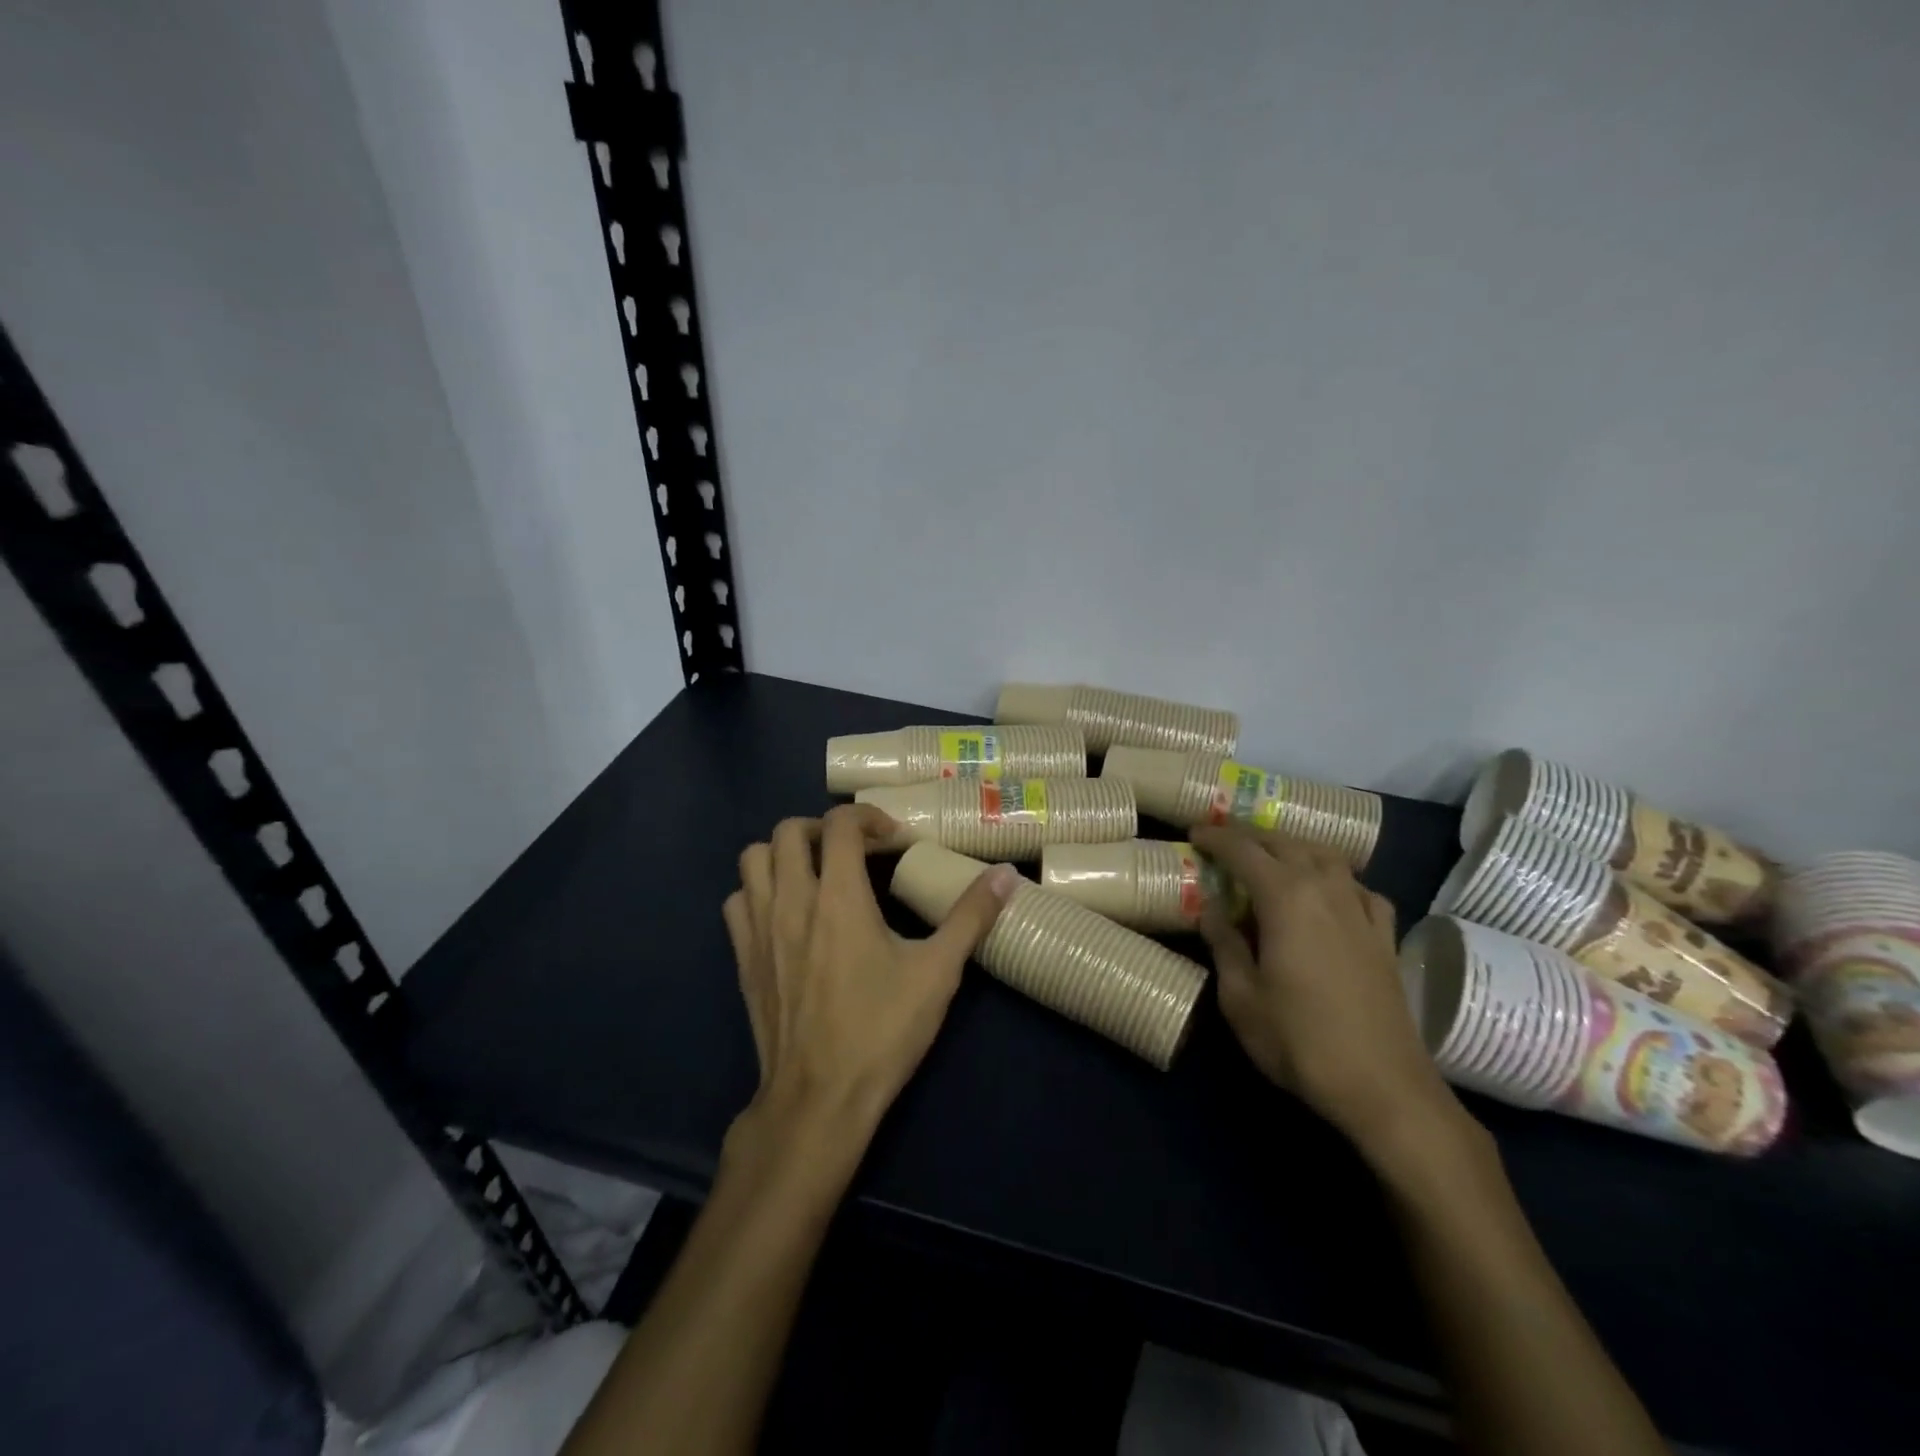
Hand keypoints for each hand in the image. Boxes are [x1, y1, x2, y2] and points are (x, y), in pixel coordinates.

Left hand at [723, 804, 1018, 1149]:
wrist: (819, 1099)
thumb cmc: (881, 1031)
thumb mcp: (938, 973)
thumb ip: (971, 916)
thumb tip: (1008, 874)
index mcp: (838, 896)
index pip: (840, 824)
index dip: (868, 817)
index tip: (893, 839)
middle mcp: (791, 900)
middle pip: (788, 830)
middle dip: (822, 828)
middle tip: (853, 851)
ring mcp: (759, 928)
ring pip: (753, 859)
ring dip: (783, 854)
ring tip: (815, 873)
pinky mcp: (742, 957)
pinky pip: (738, 900)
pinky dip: (759, 891)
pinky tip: (787, 913)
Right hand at [1191, 823, 1465, 1166]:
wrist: (1383, 1086)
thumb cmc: (1299, 1041)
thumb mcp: (1240, 997)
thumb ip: (1224, 944)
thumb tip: (1212, 909)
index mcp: (1286, 898)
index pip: (1244, 850)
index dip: (1216, 837)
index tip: (1194, 832)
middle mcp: (1326, 890)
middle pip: (1286, 844)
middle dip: (1251, 835)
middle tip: (1224, 840)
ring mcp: (1361, 911)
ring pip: (1327, 857)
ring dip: (1294, 847)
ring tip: (1273, 856)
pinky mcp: (1384, 937)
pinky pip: (1360, 888)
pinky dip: (1337, 878)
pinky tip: (1331, 894)